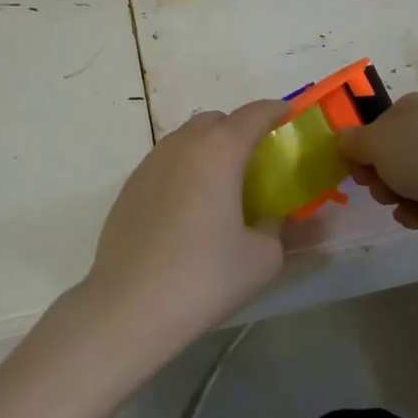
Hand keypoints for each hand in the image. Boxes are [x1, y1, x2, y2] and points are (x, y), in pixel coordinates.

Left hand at [79, 100, 290, 365]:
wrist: (128, 307)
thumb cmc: (204, 277)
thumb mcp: (262, 258)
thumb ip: (277, 229)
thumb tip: (275, 219)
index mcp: (219, 151)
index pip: (254, 114)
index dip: (275, 111)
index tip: (289, 115)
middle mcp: (182, 145)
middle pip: (216, 122)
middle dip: (239, 130)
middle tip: (256, 160)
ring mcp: (149, 164)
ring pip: (186, 140)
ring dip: (208, 150)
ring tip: (221, 185)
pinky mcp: (128, 188)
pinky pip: (165, 164)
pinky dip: (184, 170)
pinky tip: (189, 208)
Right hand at [338, 92, 417, 258]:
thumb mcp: (375, 141)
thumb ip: (352, 140)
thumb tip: (345, 139)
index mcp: (415, 107)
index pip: (379, 121)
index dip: (362, 143)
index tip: (352, 161)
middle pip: (391, 153)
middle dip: (376, 171)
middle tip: (372, 183)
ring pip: (405, 179)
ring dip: (392, 193)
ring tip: (397, 201)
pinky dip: (413, 211)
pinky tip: (414, 217)